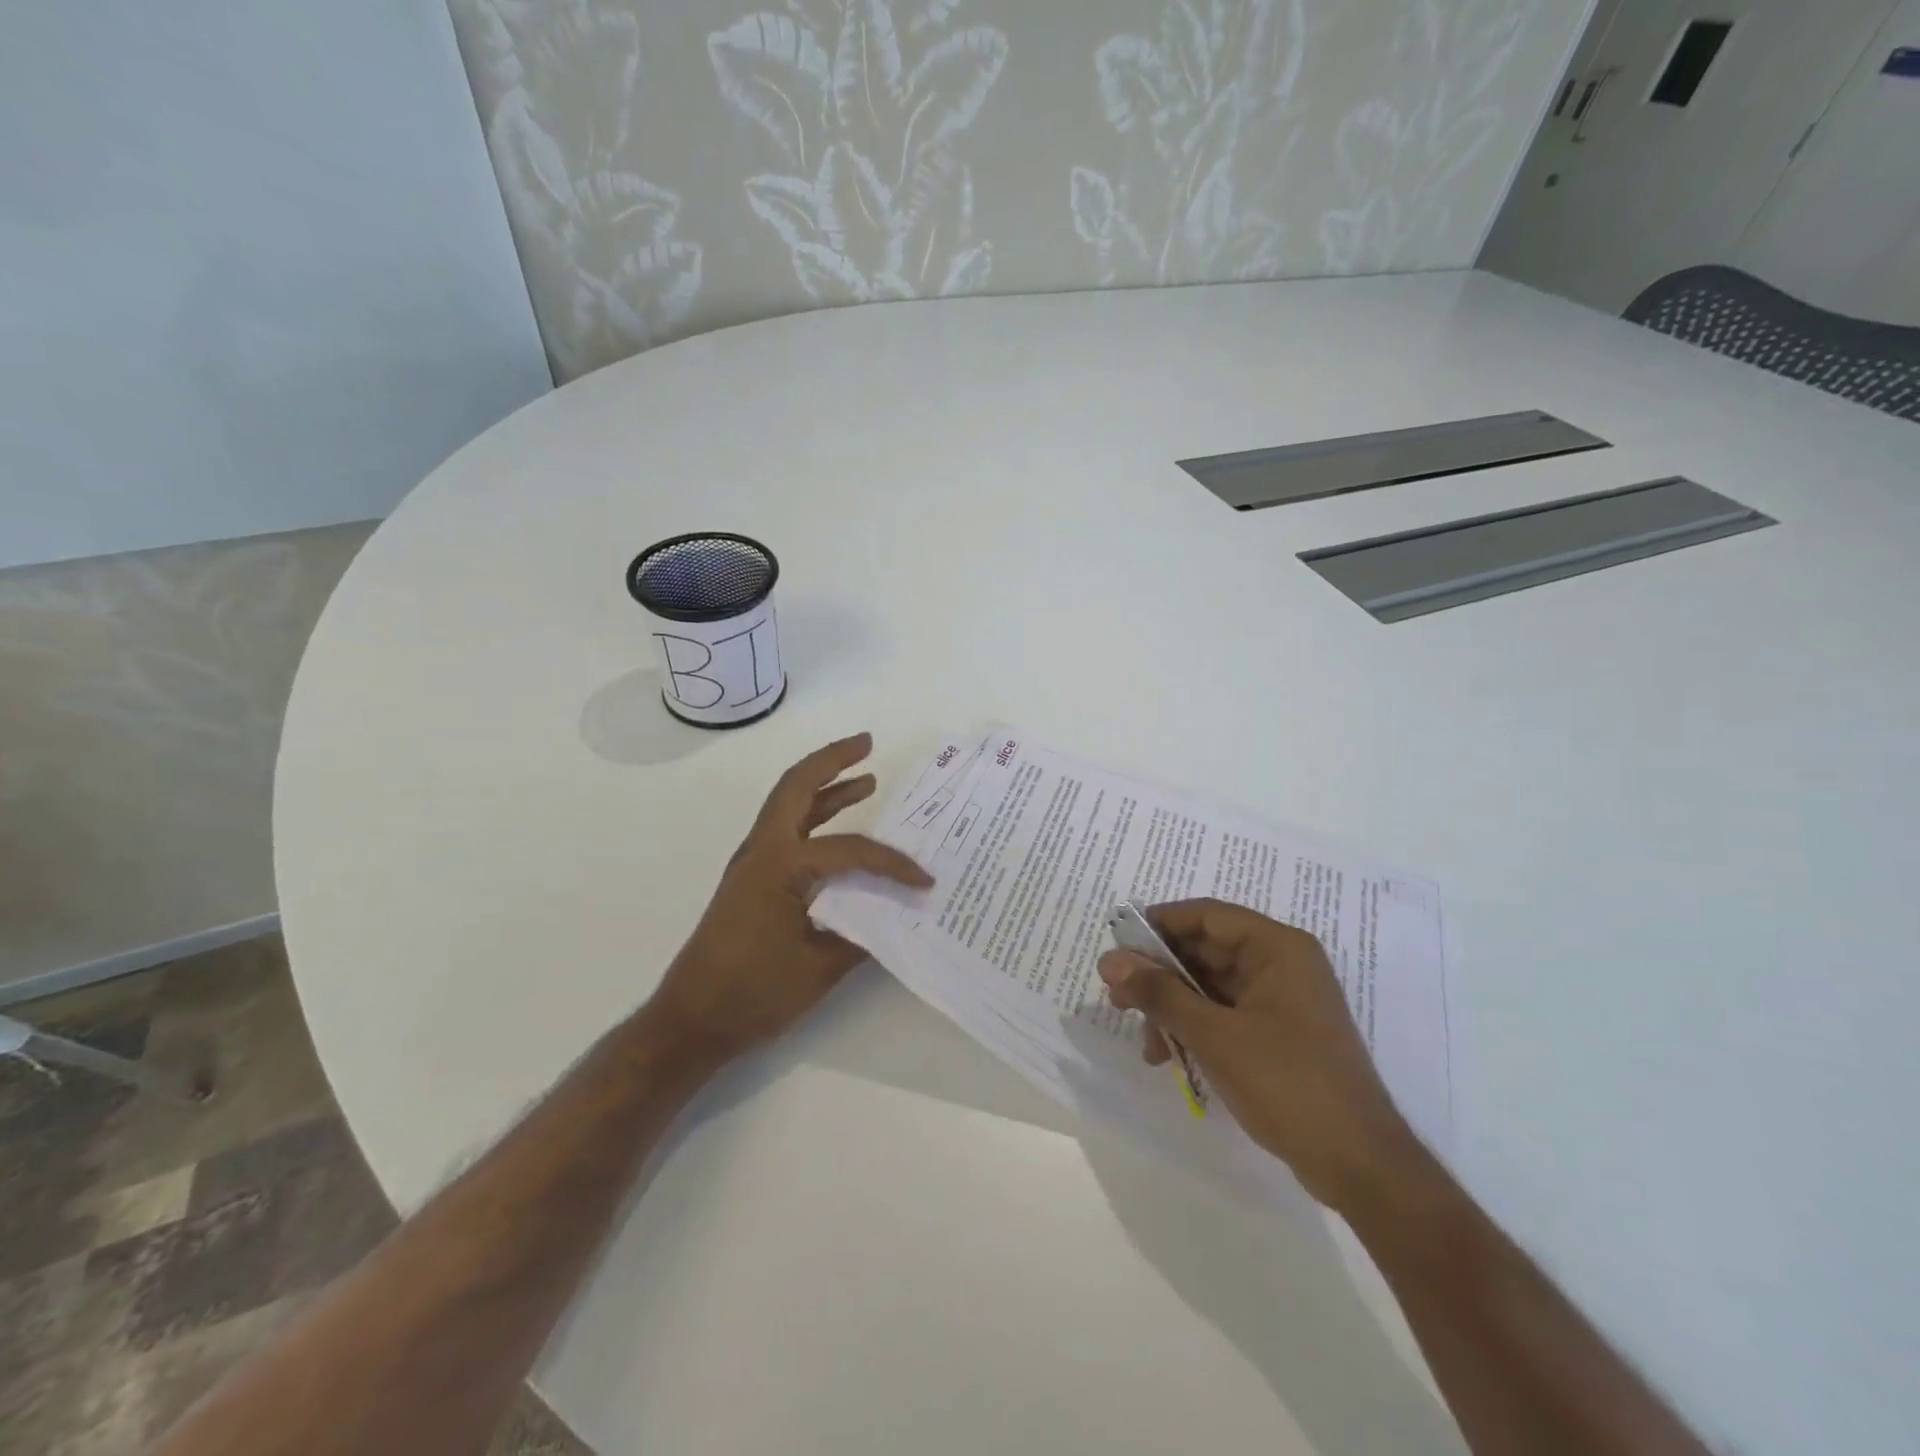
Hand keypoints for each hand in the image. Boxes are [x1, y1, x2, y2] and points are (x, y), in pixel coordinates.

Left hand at [650, 733, 929, 1065]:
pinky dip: (815, 818)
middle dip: (833, 760)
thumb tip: (898, 915)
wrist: (691, 1021)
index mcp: (780, 865)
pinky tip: (838, 827)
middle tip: (868, 743)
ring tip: (865, 776)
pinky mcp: (752, 880)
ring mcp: (753, 863)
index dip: (891, 863)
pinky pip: (789, 833)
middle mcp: (763, 850)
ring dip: (825, 786)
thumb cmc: (752, 993)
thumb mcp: (818, 967)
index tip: (923, 881)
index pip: (849, 850)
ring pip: (791, 806)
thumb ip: (862, 935)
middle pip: (798, 786)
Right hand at [1098, 899, 1419, 1211]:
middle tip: (1118, 999)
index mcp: (1277, 948)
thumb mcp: (1214, 1035)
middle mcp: (1282, 964)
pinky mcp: (1280, 1034)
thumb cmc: (1287, 1084)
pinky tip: (1170, 1057)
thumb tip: (1109, 960)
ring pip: (1210, 986)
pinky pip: (1225, 1014)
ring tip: (1147, 1044)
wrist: (1360, 1166)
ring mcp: (1282, 1000)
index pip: (1206, 915)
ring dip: (1173, 1009)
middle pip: (1205, 951)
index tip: (1117, 946)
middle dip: (1160, 976)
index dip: (1158, 925)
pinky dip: (1195, 1028)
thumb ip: (1159, 993)